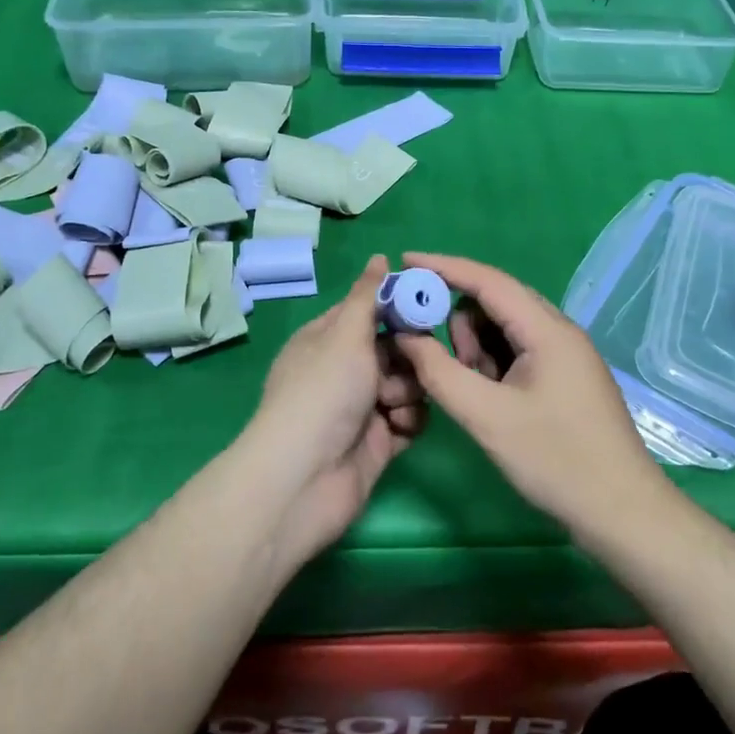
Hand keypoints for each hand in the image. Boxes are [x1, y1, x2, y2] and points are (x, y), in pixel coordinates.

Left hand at [235, 254, 425, 565]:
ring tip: (394, 404)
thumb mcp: (345, 334)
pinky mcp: (378, 441)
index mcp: (327, 340)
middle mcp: (344, 371)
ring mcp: (361, 408)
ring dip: (409, 390)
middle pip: (393, 348)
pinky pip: (409, 419)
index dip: (396, 307)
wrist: (307, 478)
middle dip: (409, 354)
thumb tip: (380, 256)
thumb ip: (367, 296)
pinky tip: (399, 427)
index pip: (368, 312)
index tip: (427, 303)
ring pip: (406, 383)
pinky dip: (409, 421)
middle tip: (416, 359)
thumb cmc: (324, 392)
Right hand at [393, 252, 673, 539]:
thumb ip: (440, 373)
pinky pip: (519, 352)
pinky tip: (487, 397)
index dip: (444, 267)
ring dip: (477, 348)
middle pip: (496, 303)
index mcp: (547, 329)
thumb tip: (405, 337)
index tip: (406, 261)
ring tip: (470, 390)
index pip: (488, 280)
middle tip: (437, 359)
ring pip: (505, 329)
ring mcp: (565, 354)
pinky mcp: (565, 376)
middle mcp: (558, 331)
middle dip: (458, 321)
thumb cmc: (556, 461)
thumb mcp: (487, 417)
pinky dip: (494, 365)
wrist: (622, 512)